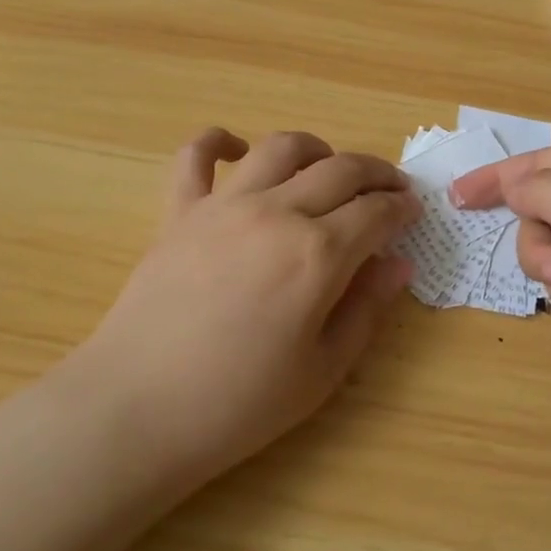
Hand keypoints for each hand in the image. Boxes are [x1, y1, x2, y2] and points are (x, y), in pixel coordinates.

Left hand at [77, 128, 419, 482]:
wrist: (137, 410)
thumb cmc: (238, 404)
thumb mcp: (321, 371)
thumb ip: (366, 310)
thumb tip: (398, 265)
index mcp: (318, 254)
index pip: (376, 212)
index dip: (401, 208)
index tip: (412, 211)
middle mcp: (277, 213)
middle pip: (340, 170)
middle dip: (375, 172)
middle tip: (389, 187)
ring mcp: (224, 206)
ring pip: (280, 149)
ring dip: (315, 148)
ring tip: (327, 165)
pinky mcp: (180, 211)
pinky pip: (197, 156)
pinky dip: (218, 141)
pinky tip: (236, 148)